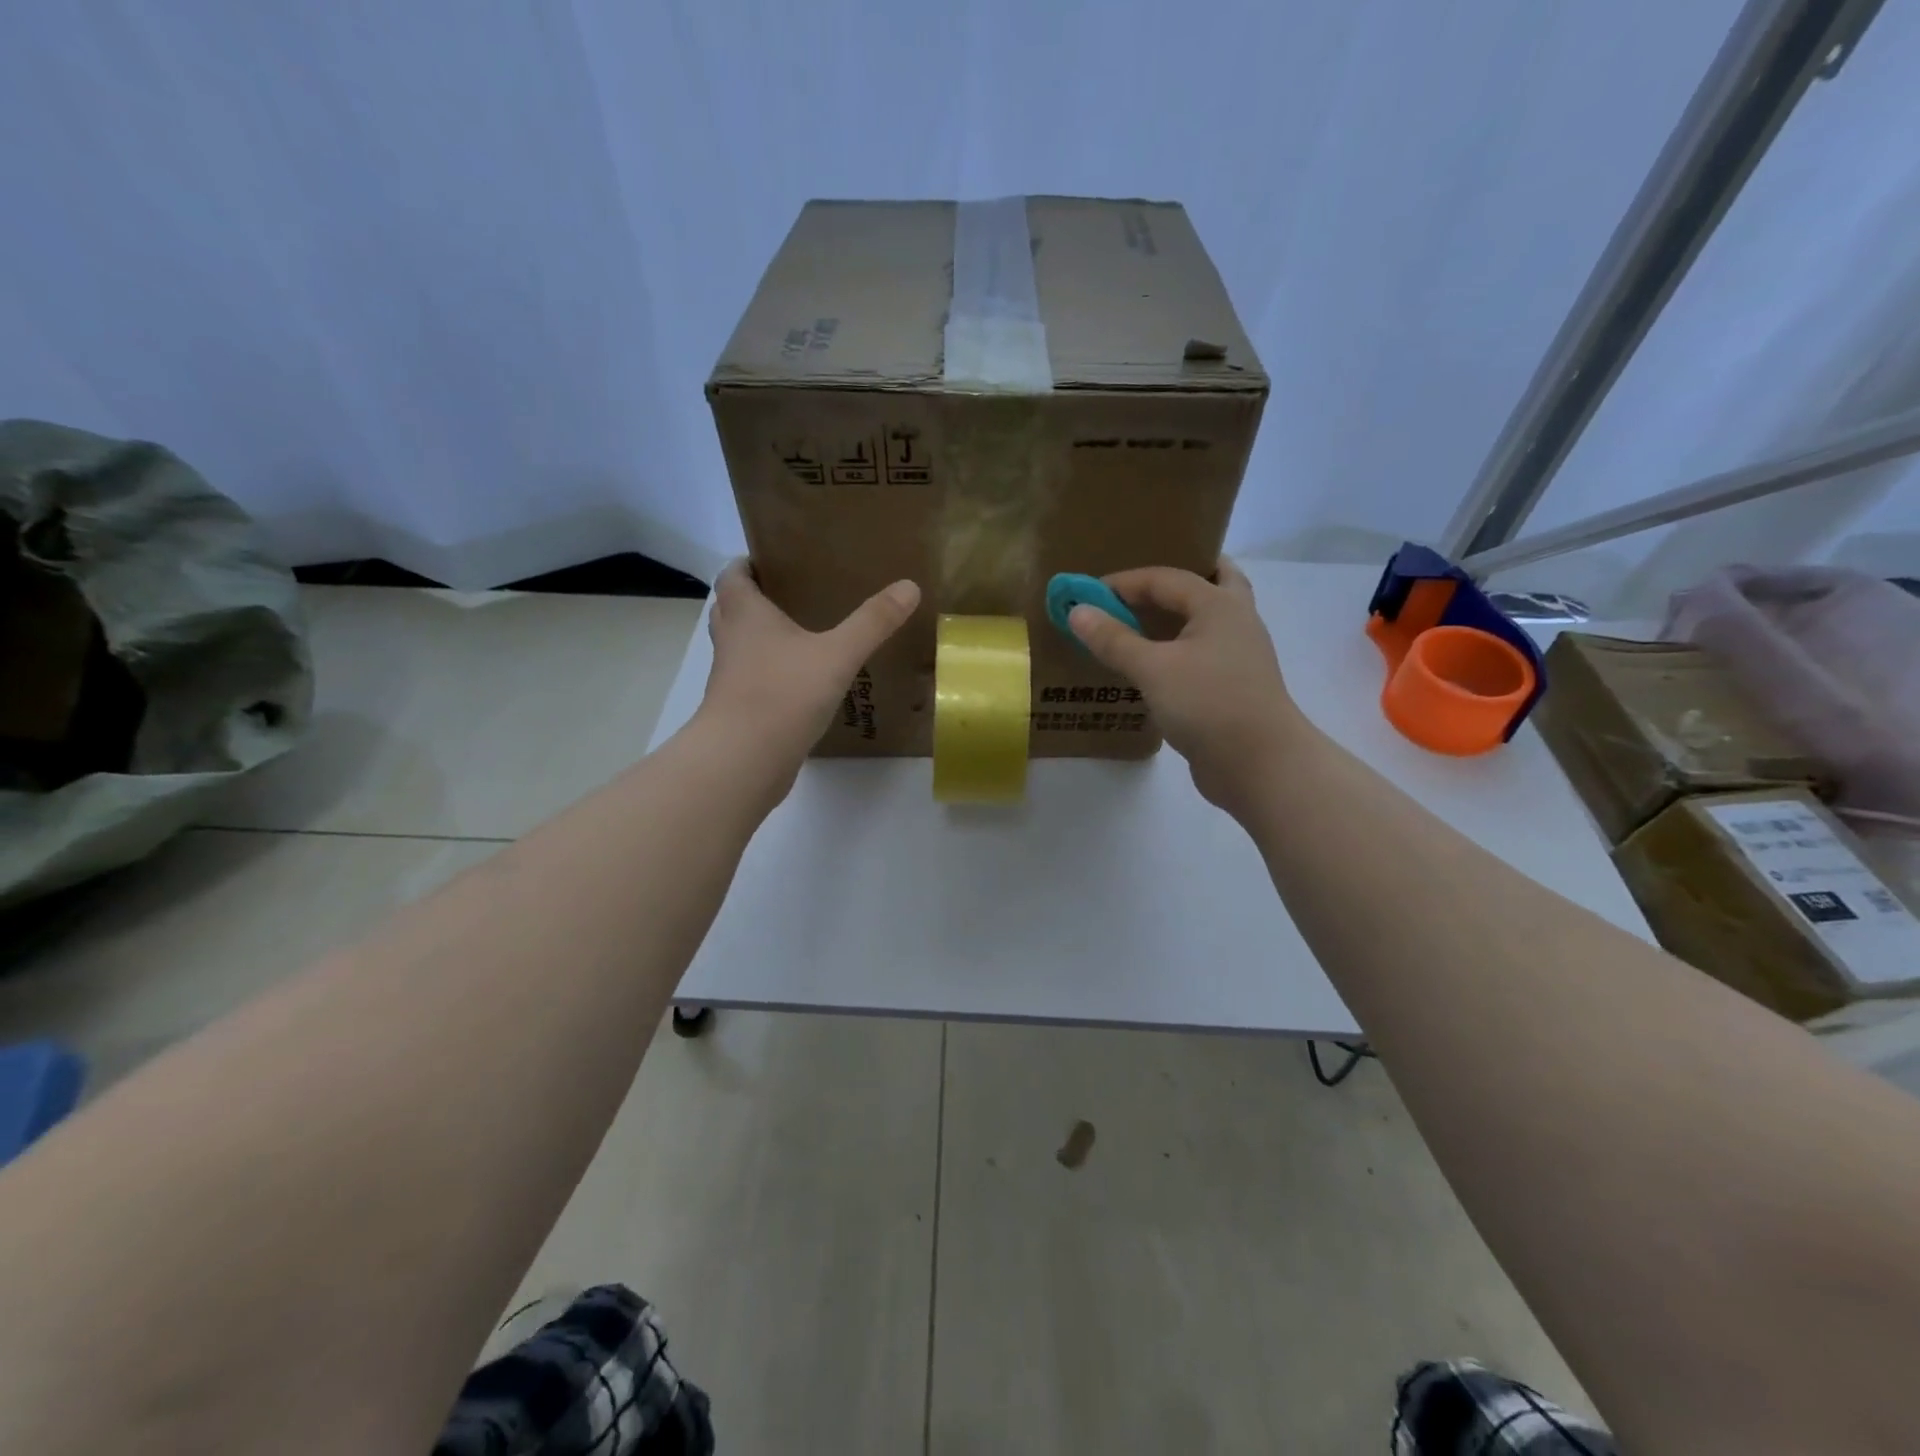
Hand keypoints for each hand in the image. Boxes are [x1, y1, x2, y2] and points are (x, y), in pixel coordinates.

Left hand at [698, 559, 919, 775]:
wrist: (744, 759)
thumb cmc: (784, 694)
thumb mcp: (838, 654)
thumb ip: (873, 622)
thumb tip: (910, 586)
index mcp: (746, 615)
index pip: (733, 576)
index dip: (747, 564)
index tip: (773, 561)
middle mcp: (731, 641)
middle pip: (730, 609)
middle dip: (755, 599)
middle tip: (791, 595)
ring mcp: (730, 679)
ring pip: (739, 647)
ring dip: (759, 639)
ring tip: (799, 636)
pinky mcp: (738, 711)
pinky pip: (751, 682)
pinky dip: (768, 675)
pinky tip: (800, 684)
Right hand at [1068, 556, 1304, 816]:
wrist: (1260, 765)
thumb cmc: (1208, 704)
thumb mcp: (1153, 669)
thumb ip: (1114, 639)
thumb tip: (1077, 611)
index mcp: (1219, 604)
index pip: (1165, 578)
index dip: (1123, 582)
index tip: (1086, 595)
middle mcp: (1235, 621)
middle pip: (1209, 583)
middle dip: (1173, 582)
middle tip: (1137, 588)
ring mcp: (1238, 656)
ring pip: (1206, 621)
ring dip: (1176, 616)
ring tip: (1139, 623)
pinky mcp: (1233, 687)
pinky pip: (1202, 654)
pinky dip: (1178, 649)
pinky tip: (1152, 666)